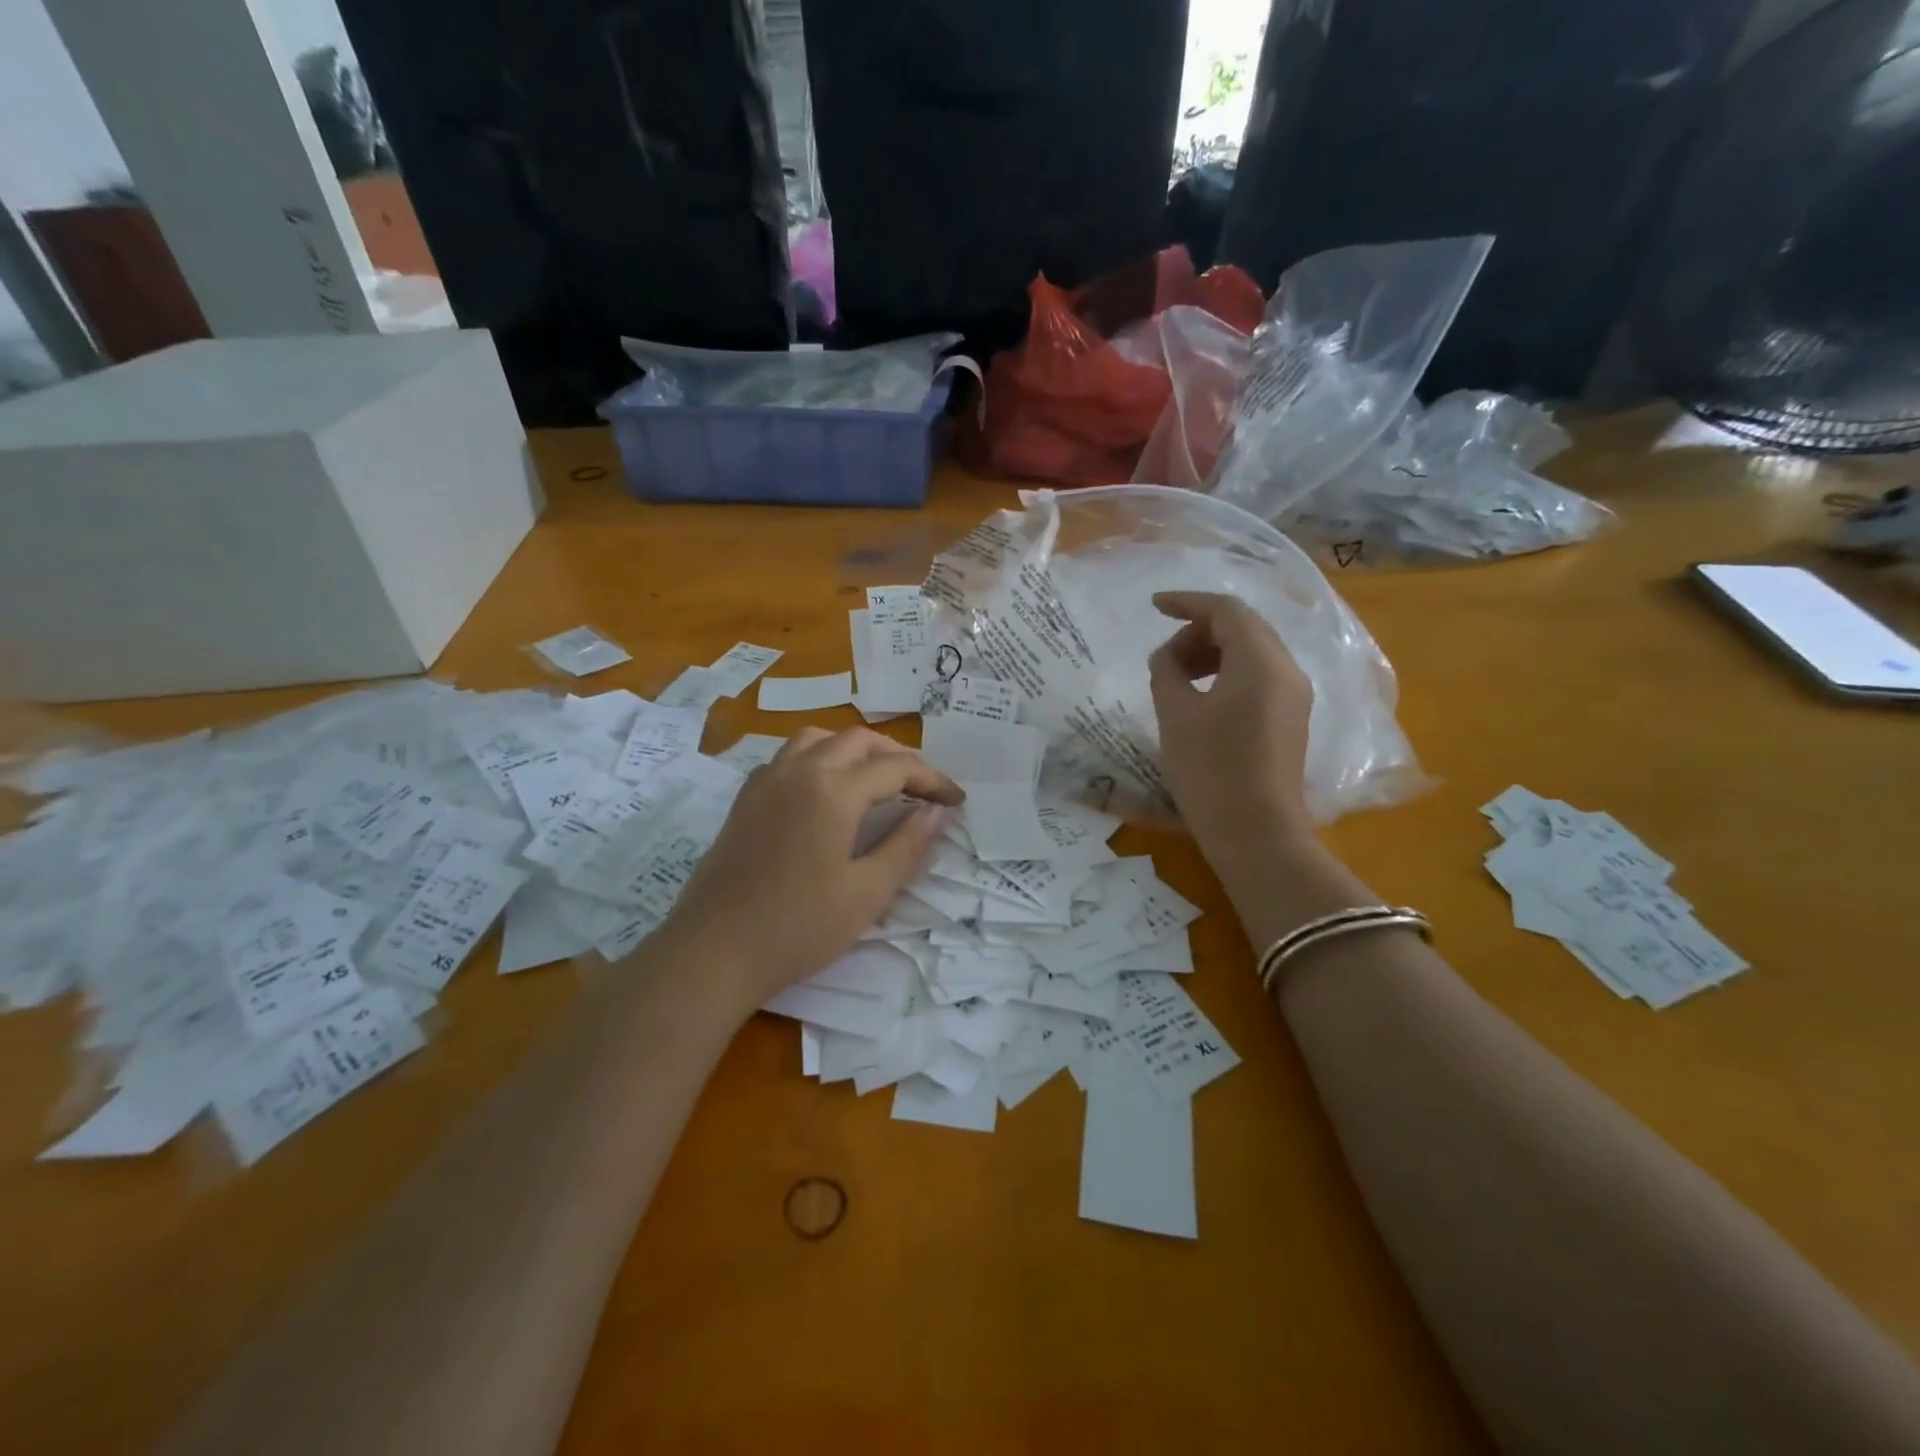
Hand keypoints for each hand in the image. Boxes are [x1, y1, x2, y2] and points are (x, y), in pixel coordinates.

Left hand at [657, 727, 962, 1012]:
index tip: (957, 801)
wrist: (712, 952)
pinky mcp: (745, 799)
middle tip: (922, 790)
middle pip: (858, 740)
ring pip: (818, 739)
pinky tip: (826, 793)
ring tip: (876, 781)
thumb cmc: (798, 927)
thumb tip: (937, 812)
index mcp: (833, 790)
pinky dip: (820, 758)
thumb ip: (907, 846)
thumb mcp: (867, 893)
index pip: (896, 768)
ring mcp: (765, 781)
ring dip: (855, 750)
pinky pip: (789, 757)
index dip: (933, 780)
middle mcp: (798, 770)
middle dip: (897, 757)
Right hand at [1148, 591, 1315, 858]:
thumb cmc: (1210, 770)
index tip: (1154, 607)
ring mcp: (1295, 697)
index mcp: (1261, 661)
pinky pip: (1259, 679)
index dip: (1187, 602)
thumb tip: (1167, 656)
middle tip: (1164, 658)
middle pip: (1244, 627)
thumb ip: (1166, 671)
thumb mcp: (1175, 715)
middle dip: (1199, 631)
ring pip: (1253, 653)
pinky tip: (1202, 700)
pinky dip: (1228, 675)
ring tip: (1177, 680)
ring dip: (1213, 654)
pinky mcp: (1291, 721)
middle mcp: (1287, 670)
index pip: (1226, 610)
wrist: (1256, 833)